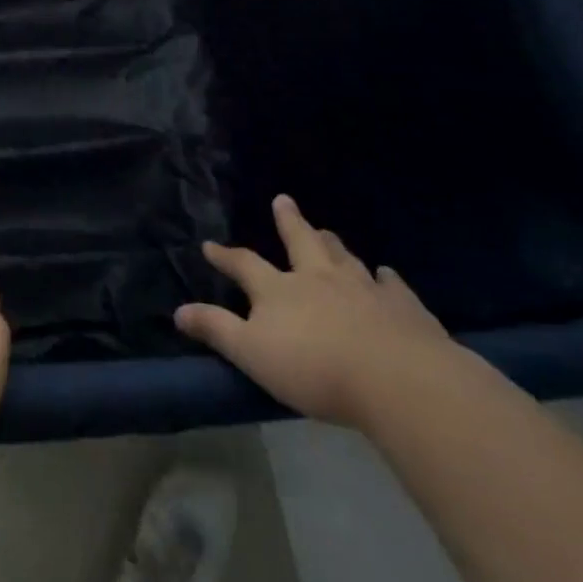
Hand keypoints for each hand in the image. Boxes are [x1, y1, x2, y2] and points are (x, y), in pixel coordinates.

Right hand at [175, 195, 454, 427]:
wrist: (398, 380)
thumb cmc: (314, 368)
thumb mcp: (251, 352)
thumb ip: (216, 329)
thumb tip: (178, 311)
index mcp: (280, 289)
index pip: (245, 264)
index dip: (225, 256)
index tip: (210, 246)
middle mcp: (319, 279)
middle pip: (301, 243)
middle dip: (288, 222)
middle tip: (283, 201)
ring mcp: (365, 289)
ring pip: (344, 258)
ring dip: (332, 244)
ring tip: (327, 232)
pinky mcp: (404, 308)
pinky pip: (393, 286)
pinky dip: (387, 278)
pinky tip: (387, 274)